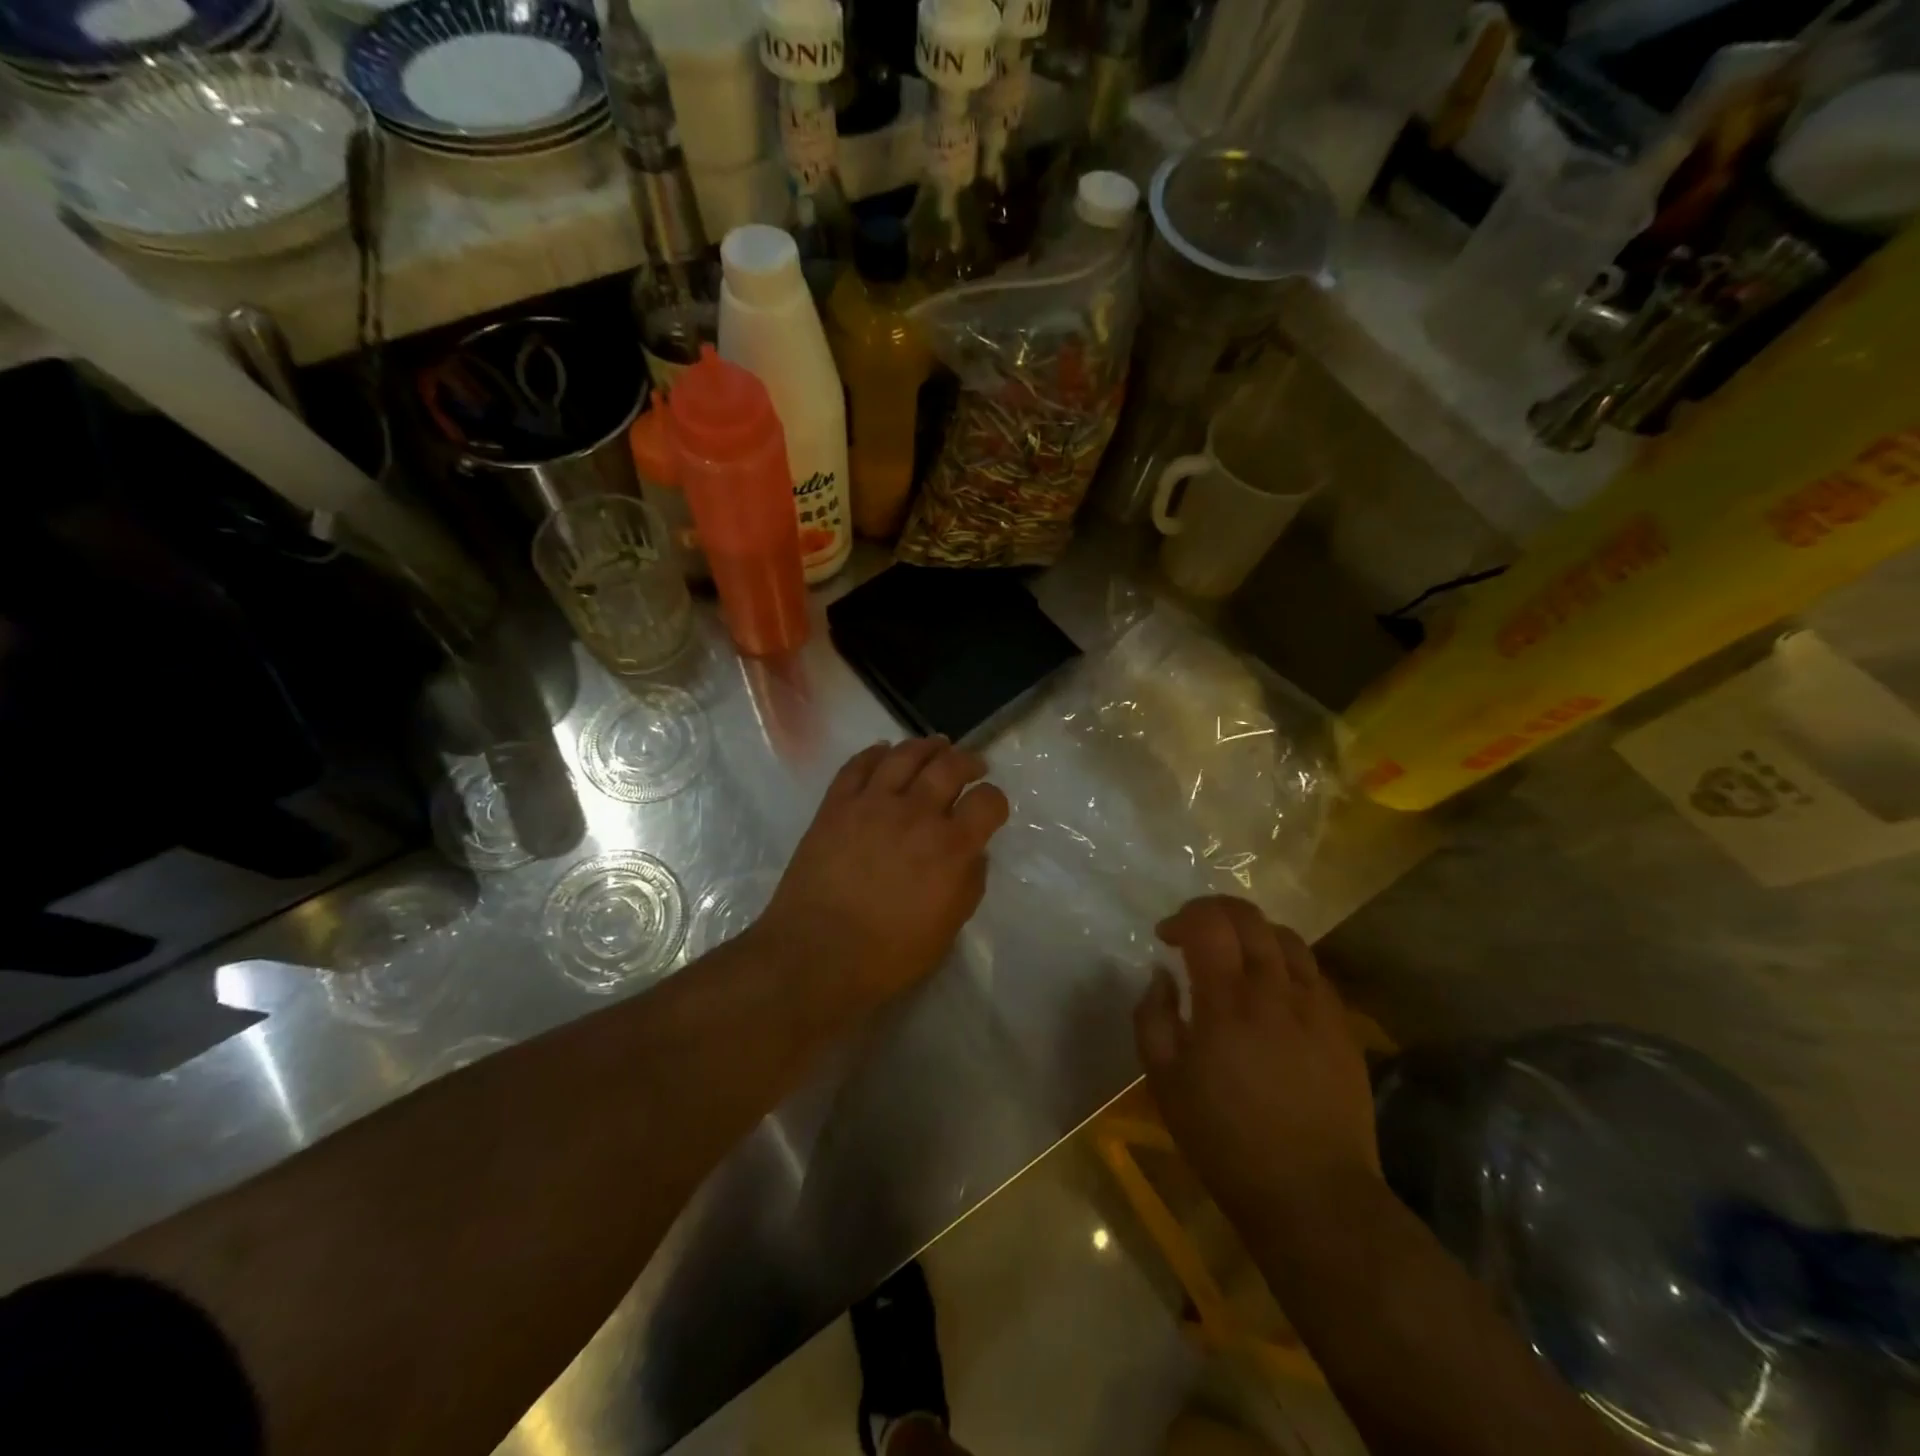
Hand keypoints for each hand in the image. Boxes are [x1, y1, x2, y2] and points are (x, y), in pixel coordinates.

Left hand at [758, 738, 1009, 1008]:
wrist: (817, 953)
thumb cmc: (889, 954)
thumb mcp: (948, 927)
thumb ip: (969, 882)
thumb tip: (973, 852)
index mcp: (951, 846)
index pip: (988, 801)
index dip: (995, 800)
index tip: (990, 807)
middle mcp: (916, 813)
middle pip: (950, 766)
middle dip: (968, 761)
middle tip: (972, 765)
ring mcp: (872, 803)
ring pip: (905, 754)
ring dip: (926, 745)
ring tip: (935, 746)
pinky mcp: (836, 805)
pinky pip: (858, 765)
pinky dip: (875, 752)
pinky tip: (884, 751)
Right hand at [1135, 897, 1380, 1233]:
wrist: (1312, 1195)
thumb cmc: (1225, 1141)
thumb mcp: (1164, 1082)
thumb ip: (1153, 1017)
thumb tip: (1162, 975)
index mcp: (1226, 1002)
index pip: (1208, 923)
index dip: (1183, 917)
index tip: (1166, 937)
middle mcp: (1274, 990)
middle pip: (1249, 918)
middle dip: (1215, 911)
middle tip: (1196, 932)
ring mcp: (1316, 1006)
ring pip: (1287, 937)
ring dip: (1253, 932)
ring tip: (1237, 955)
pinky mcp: (1342, 1026)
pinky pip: (1314, 972)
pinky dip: (1285, 962)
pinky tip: (1274, 989)